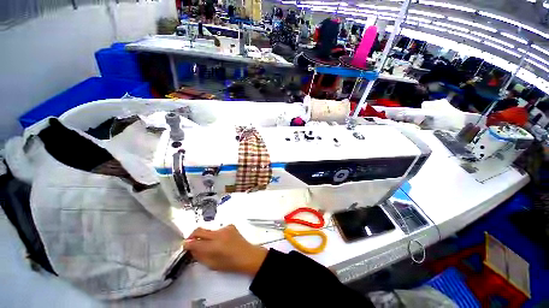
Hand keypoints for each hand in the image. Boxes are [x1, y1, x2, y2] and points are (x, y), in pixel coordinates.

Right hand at [184, 225, 267, 275]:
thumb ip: (200, 256)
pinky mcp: (230, 225)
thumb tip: (191, 248)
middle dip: (192, 235)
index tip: (184, 245)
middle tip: (191, 241)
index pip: (195, 242)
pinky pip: (218, 229)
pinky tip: (221, 240)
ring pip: (209, 229)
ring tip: (209, 244)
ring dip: (206, 235)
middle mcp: (219, 234)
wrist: (247, 255)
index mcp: (214, 246)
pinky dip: (216, 234)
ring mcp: (225, 228)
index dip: (187, 244)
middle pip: (200, 230)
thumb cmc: (230, 263)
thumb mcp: (212, 264)